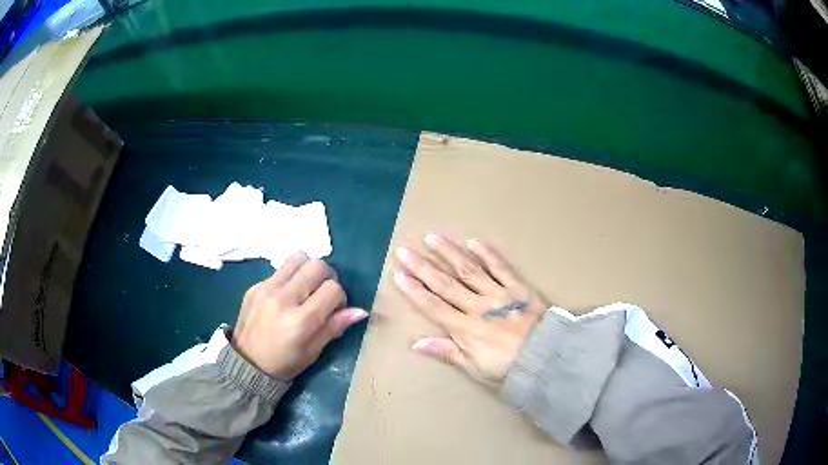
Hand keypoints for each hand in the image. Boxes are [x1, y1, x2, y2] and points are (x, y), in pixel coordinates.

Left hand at [232, 252, 367, 379]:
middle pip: (317, 266)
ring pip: (298, 258)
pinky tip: (286, 296)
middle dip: (327, 277)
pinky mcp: (255, 285)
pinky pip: (280, 269)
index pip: (333, 289)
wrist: (246, 364)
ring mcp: (266, 288)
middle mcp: (283, 299)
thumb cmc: (285, 363)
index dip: (340, 298)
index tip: (333, 309)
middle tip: (322, 293)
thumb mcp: (313, 351)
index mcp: (300, 321)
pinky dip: (289, 277)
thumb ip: (335, 326)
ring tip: (305, 287)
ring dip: (308, 269)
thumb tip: (361, 311)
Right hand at [394, 235, 548, 386]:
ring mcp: (498, 294)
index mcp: (466, 329)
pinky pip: (501, 268)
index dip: (415, 291)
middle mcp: (478, 307)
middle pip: (446, 285)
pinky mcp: (518, 288)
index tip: (399, 275)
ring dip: (449, 254)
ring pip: (469, 270)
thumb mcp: (475, 369)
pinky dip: (487, 255)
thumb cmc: (508, 369)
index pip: (434, 307)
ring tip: (432, 237)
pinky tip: (474, 242)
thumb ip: (447, 353)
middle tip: (405, 251)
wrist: (547, 358)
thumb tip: (416, 343)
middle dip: (423, 268)